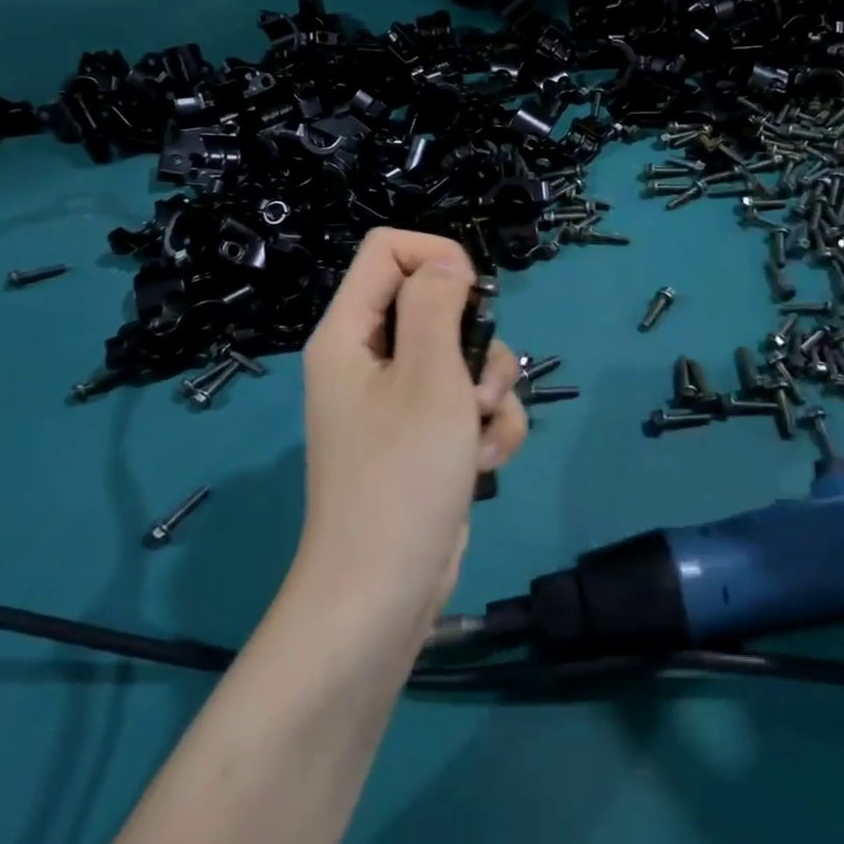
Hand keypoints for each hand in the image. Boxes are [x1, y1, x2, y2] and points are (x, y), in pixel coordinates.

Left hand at [296, 229, 527, 637]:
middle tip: (478, 387)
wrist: (384, 593)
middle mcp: (370, 359)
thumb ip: (438, 306)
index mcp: (350, 333)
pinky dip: (489, 429)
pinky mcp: (426, 438)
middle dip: (477, 343)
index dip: (437, 258)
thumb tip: (449, 265)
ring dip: (493, 394)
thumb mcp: (428, 378)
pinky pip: (469, 405)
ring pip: (465, 358)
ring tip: (481, 437)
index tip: (475, 297)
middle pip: (438, 305)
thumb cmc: (401, 476)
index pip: (388, 250)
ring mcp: (399, 402)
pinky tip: (485, 463)